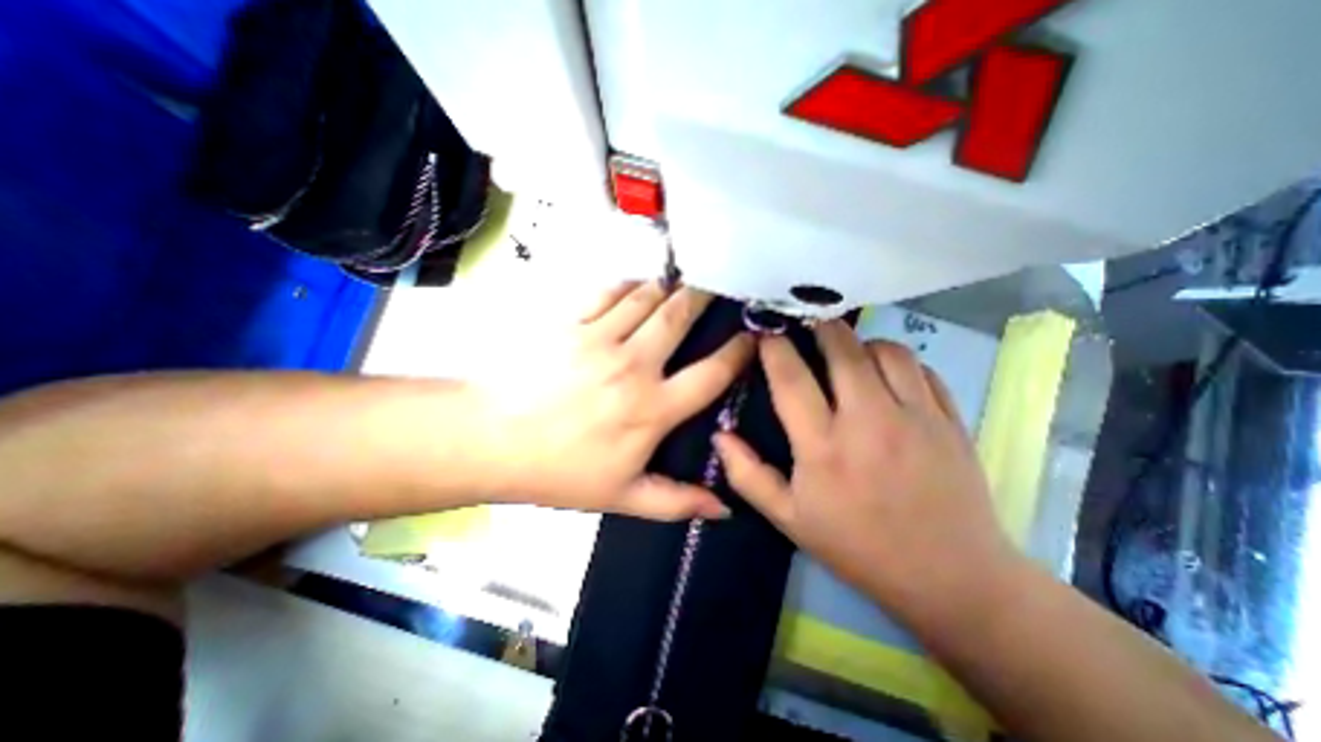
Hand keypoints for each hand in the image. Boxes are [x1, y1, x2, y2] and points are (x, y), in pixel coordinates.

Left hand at [480, 281, 757, 521]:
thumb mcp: (622, 497)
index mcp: (652, 409)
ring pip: (647, 297)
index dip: (738, 351)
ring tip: (681, 282)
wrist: (490, 440)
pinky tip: (636, 286)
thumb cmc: (559, 472)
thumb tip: (724, 508)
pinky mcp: (570, 323)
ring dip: (669, 287)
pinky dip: (628, 285)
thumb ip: (677, 501)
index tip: (752, 336)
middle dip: (705, 297)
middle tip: (719, 285)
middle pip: (680, 317)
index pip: (711, 373)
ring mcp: (600, 338)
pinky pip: (609, 292)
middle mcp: (633, 365)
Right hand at [718, 326, 1012, 624]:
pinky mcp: (950, 420)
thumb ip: (748, 475)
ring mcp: (916, 416)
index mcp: (823, 446)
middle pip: (842, 348)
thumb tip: (720, 435)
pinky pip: (921, 368)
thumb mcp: (789, 518)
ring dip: (860, 343)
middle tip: (806, 327)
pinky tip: (886, 375)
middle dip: (819, 327)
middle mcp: (869, 421)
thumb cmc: (857, 546)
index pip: (792, 378)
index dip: (774, 347)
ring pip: (885, 350)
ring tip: (847, 354)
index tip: (765, 332)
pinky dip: (897, 361)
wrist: (949, 578)